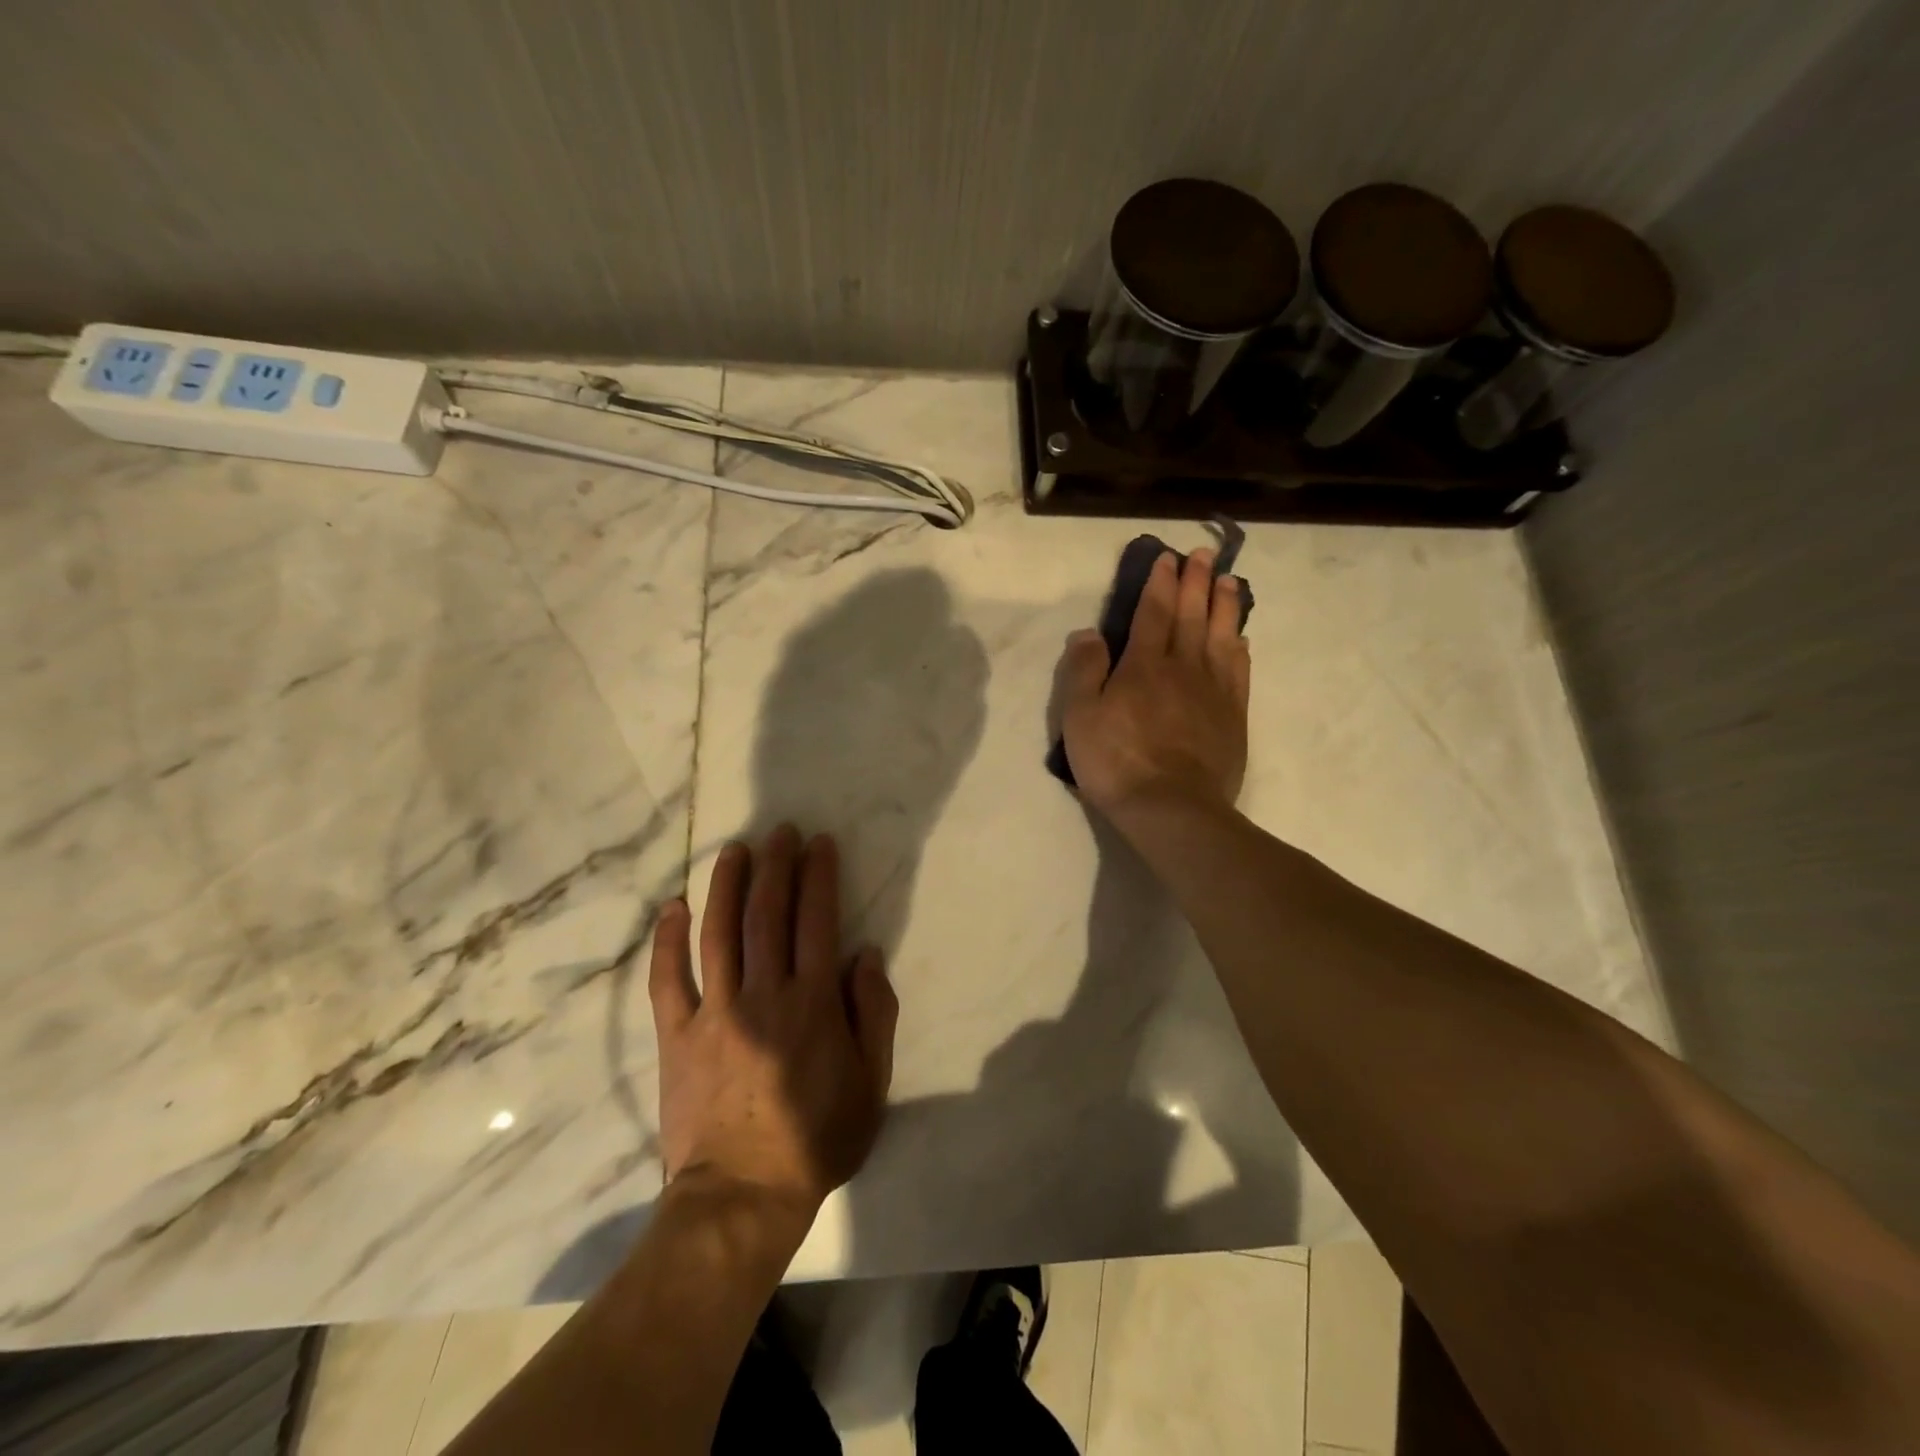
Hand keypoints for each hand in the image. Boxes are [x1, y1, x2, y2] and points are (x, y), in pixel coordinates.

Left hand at [649, 826, 897, 1218]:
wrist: (742, 1195)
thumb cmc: (816, 1139)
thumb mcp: (871, 1083)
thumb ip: (873, 1013)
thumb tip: (864, 954)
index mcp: (812, 1003)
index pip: (816, 922)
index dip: (818, 877)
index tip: (819, 844)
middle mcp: (763, 994)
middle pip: (767, 915)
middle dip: (775, 867)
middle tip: (779, 831)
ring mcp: (715, 1013)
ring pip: (719, 934)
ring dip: (726, 886)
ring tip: (734, 849)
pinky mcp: (677, 1036)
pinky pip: (667, 980)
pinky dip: (667, 941)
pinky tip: (673, 907)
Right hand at [1058, 548, 1250, 821]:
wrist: (1172, 809)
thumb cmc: (1117, 762)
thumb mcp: (1080, 717)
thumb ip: (1084, 671)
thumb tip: (1089, 633)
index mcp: (1144, 665)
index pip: (1153, 613)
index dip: (1160, 584)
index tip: (1167, 559)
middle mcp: (1183, 668)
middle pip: (1191, 616)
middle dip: (1196, 582)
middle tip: (1204, 555)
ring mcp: (1213, 692)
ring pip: (1221, 637)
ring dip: (1224, 606)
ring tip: (1228, 581)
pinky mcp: (1232, 717)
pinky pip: (1239, 672)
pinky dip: (1240, 650)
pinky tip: (1242, 639)